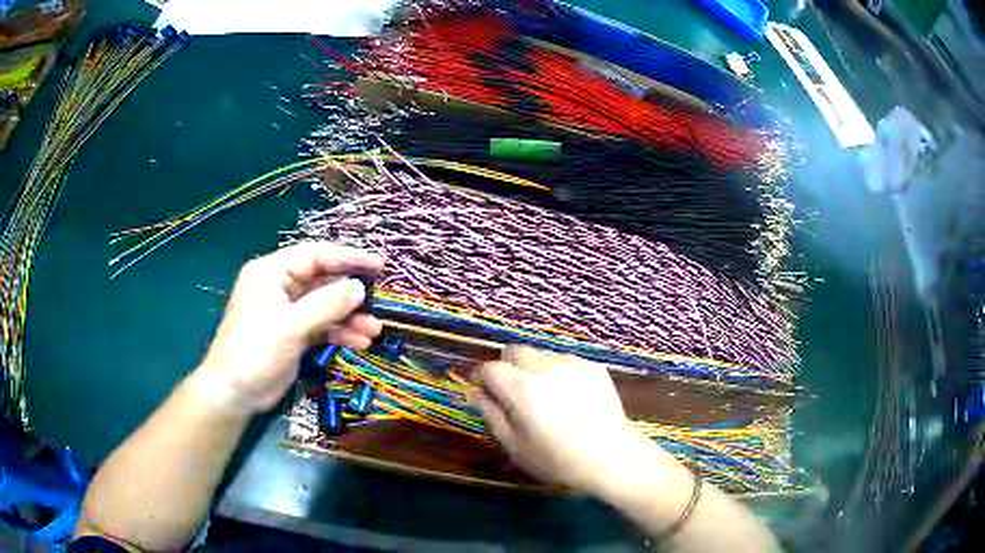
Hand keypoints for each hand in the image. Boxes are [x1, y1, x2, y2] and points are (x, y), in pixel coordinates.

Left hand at [193, 242, 383, 415]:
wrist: (234, 394)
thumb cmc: (254, 352)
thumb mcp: (290, 327)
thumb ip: (326, 305)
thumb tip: (360, 288)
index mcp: (272, 273)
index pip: (314, 255)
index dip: (347, 257)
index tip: (379, 264)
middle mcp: (280, 286)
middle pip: (322, 280)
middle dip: (350, 293)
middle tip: (380, 300)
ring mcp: (287, 311)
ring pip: (325, 305)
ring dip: (349, 317)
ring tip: (374, 329)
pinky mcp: (293, 333)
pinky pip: (321, 326)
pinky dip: (340, 332)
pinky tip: (360, 342)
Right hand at [474, 347, 675, 496]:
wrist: (612, 458)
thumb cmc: (558, 460)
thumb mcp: (516, 446)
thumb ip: (492, 415)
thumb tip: (475, 395)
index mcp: (522, 388)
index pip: (491, 368)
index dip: (483, 377)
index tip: (485, 389)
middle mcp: (546, 367)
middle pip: (515, 351)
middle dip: (507, 366)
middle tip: (513, 392)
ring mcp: (573, 364)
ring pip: (541, 354)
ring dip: (534, 368)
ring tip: (544, 395)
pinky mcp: (593, 367)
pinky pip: (565, 361)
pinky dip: (558, 372)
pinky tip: (569, 396)